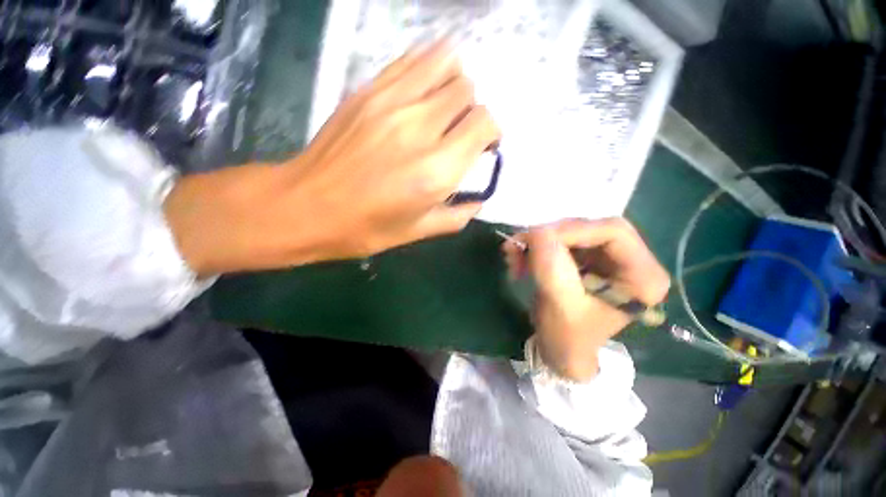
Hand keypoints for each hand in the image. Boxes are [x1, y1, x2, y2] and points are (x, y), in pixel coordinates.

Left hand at [165, 41, 499, 274]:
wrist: (307, 206)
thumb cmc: (366, 228)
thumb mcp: (419, 232)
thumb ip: (457, 216)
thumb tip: (478, 200)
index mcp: (436, 170)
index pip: (484, 123)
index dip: (490, 132)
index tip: (481, 147)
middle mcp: (420, 128)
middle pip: (467, 90)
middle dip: (471, 110)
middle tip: (458, 131)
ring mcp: (391, 102)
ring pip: (443, 62)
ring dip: (453, 83)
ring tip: (443, 107)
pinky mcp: (368, 91)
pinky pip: (411, 60)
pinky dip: (427, 68)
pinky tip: (422, 90)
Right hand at [503, 219, 669, 381]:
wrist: (560, 350)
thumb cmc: (567, 336)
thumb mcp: (561, 304)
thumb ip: (552, 267)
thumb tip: (537, 231)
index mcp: (642, 276)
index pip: (612, 232)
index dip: (572, 230)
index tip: (535, 240)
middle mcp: (631, 261)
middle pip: (589, 228)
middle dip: (550, 236)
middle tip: (519, 246)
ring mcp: (606, 258)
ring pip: (570, 233)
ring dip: (537, 242)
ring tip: (513, 256)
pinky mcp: (586, 259)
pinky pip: (559, 241)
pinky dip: (536, 247)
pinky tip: (519, 259)